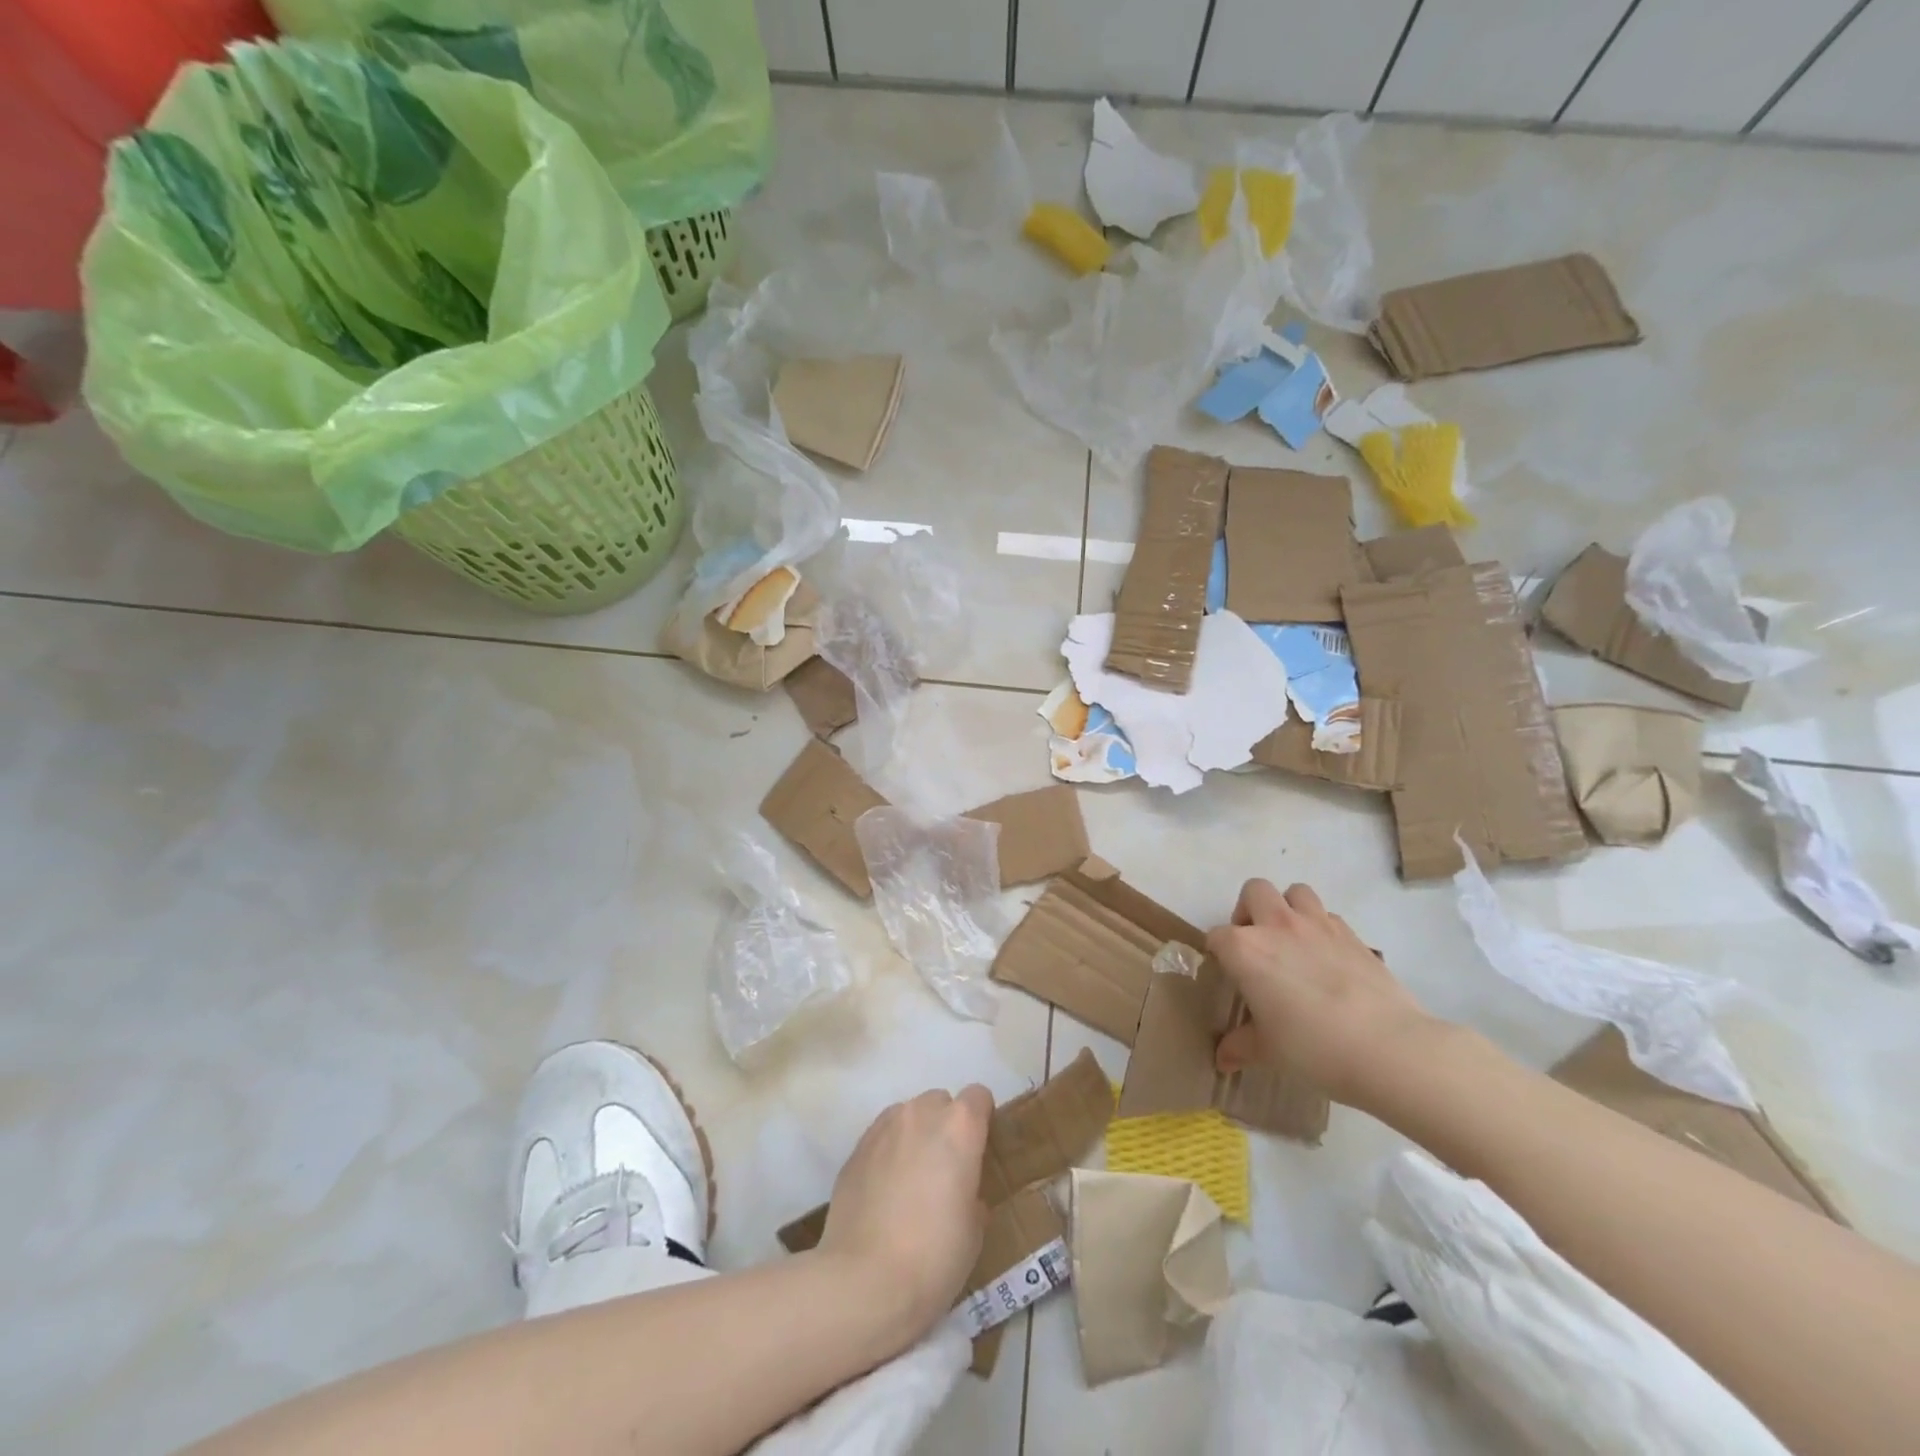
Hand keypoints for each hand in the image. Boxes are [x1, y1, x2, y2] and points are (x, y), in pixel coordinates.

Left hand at [816, 1086, 992, 1355]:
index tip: (979, 1150)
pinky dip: (887, 1153)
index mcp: (959, 1127)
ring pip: (907, 1115)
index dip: (981, 1120)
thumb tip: (961, 1194)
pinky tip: (884, 1193)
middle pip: (939, 1102)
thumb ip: (972, 1194)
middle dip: (945, 1126)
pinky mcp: (856, 1148)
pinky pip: (881, 1137)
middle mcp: (921, 1113)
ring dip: (914, 1135)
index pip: (978, 1097)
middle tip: (945, 1170)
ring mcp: (884, 1127)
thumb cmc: (934, 1256)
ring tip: (910, 1180)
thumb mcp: (974, 1230)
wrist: (864, 1281)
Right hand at [1209, 881, 1439, 1107]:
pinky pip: (1329, 917)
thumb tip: (1222, 1060)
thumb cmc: (1313, 1047)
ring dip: (1288, 908)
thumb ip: (1240, 1047)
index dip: (1218, 954)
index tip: (1227, 975)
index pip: (1216, 937)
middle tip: (1256, 945)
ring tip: (1291, 942)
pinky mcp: (1353, 935)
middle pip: (1254, 891)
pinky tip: (1327, 959)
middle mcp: (1277, 926)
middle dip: (1249, 911)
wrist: (1388, 1048)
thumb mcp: (1268, 1051)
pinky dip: (1322, 928)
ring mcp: (1318, 926)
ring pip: (1296, 892)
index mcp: (1246, 950)